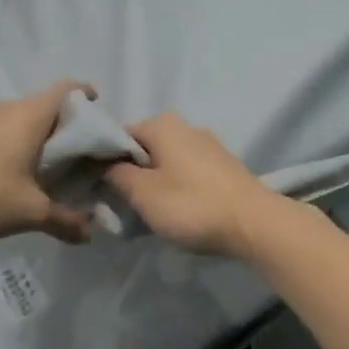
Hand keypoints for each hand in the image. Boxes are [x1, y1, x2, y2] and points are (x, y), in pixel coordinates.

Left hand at [0, 82, 96, 243]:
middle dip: (63, 122)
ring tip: (43, 162)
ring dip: (34, 133)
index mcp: (30, 117)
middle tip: (76, 149)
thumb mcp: (29, 212)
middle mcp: (7, 108)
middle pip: (44, 104)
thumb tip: (91, 232)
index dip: (85, 94)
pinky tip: (6, 170)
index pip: (66, 90)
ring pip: (18, 116)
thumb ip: (64, 220)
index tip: (97, 107)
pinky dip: (9, 141)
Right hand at [105, 114, 275, 255]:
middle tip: (120, 204)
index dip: (103, 160)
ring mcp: (208, 145)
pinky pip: (187, 172)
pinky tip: (176, 210)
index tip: (95, 186)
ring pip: (166, 161)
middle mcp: (185, 127)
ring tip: (147, 212)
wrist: (254, 223)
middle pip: (144, 148)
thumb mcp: (143, 194)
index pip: (118, 135)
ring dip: (153, 183)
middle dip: (130, 174)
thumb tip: (106, 166)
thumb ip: (117, 175)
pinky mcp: (223, 166)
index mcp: (162, 125)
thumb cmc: (192, 204)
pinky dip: (176, 187)